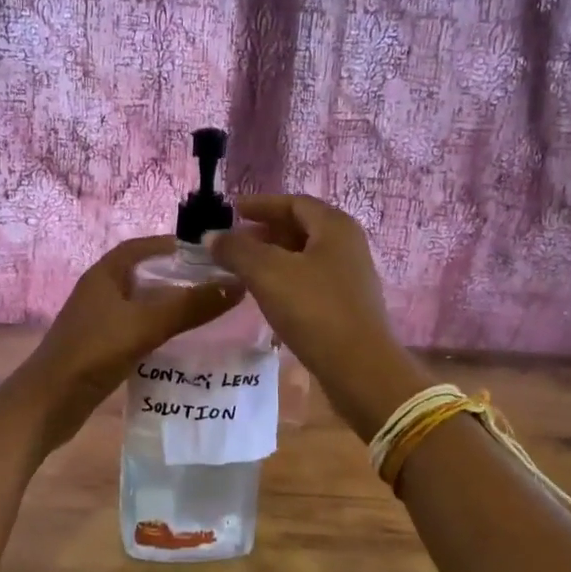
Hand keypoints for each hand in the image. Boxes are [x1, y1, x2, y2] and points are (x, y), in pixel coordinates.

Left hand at [14, 236, 242, 453]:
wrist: (48, 403)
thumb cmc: (93, 352)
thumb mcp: (145, 324)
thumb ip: (189, 306)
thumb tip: (237, 285)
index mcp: (105, 275)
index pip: (142, 247)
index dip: (172, 246)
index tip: (208, 253)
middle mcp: (100, 292)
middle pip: (144, 275)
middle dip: (177, 277)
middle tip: (216, 284)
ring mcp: (99, 321)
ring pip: (141, 305)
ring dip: (169, 306)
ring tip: (207, 312)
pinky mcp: (101, 348)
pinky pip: (137, 330)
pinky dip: (159, 331)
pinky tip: (181, 342)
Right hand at [204, 195, 424, 438]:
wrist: (359, 368)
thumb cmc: (314, 310)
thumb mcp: (268, 274)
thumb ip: (237, 250)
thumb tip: (211, 236)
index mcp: (334, 226)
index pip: (293, 202)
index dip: (260, 205)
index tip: (232, 211)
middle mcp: (347, 245)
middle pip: (301, 227)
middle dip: (265, 231)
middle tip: (233, 241)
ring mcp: (350, 276)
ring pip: (305, 256)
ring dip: (273, 257)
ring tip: (242, 268)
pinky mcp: (347, 305)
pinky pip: (310, 280)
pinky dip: (285, 279)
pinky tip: (266, 295)